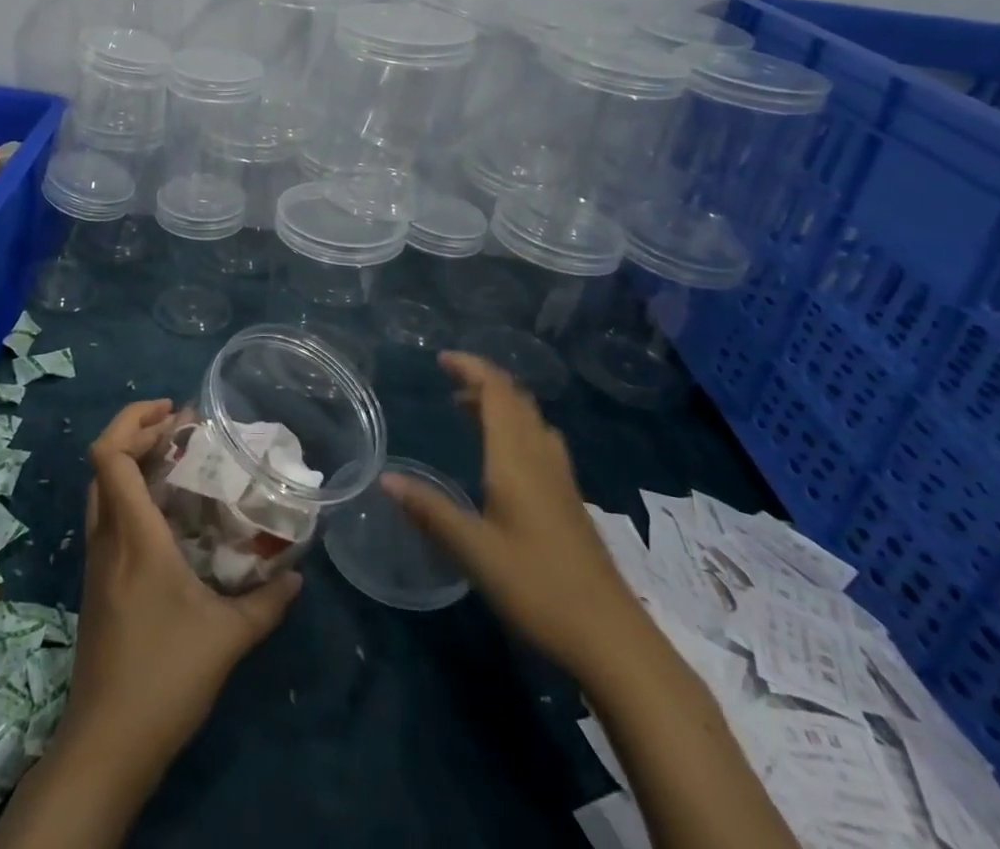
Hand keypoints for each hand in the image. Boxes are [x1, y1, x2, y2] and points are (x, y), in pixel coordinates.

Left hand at [62, 399, 301, 772]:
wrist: (106, 746)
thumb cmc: (164, 678)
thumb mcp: (227, 638)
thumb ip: (267, 603)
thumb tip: (297, 574)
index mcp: (132, 535)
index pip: (110, 454)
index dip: (134, 420)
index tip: (174, 412)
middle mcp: (107, 538)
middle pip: (104, 463)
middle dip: (138, 433)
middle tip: (183, 430)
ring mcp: (97, 562)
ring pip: (103, 490)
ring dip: (134, 464)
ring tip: (179, 462)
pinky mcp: (98, 584)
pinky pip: (108, 518)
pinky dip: (132, 496)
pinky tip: (169, 518)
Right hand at [382, 351, 636, 666]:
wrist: (612, 639)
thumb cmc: (538, 588)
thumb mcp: (474, 552)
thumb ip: (430, 511)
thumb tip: (386, 478)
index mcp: (516, 460)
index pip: (497, 392)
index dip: (472, 367)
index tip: (441, 359)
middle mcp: (542, 458)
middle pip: (517, 400)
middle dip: (484, 382)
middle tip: (450, 385)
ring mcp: (562, 480)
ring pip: (532, 421)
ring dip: (502, 405)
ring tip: (470, 413)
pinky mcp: (570, 501)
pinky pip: (542, 442)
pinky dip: (517, 429)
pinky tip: (505, 459)